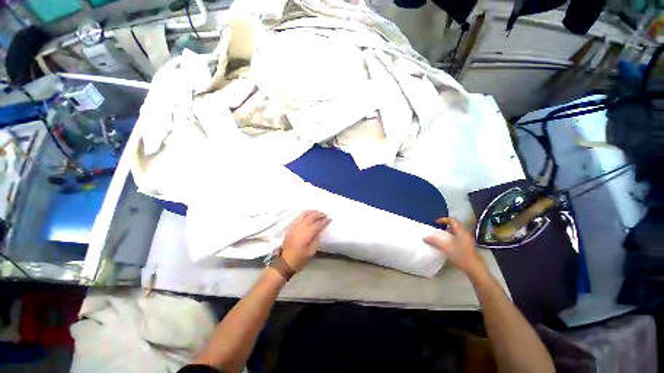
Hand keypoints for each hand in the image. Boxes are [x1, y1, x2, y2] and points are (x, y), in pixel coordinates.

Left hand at [281, 210, 330, 271]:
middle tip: (325, 215)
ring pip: (304, 215)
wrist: (284, 263)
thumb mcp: (311, 251)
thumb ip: (316, 239)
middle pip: (310, 216)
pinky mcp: (291, 228)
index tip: (330, 219)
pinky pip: (300, 217)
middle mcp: (299, 228)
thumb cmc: (299, 259)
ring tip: (319, 213)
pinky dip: (306, 215)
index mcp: (306, 234)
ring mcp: (294, 227)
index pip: (317, 224)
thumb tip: (320, 230)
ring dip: (312, 213)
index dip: (324, 221)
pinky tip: (310, 216)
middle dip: (319, 214)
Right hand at [424, 217, 487, 278]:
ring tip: (441, 237)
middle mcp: (465, 234)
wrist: (475, 269)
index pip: (452, 220)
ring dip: (449, 233)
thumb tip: (424, 237)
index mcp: (461, 231)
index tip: (436, 222)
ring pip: (457, 232)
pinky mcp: (468, 246)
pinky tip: (448, 245)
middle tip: (438, 230)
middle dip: (445, 227)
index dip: (444, 220)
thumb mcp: (446, 248)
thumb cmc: (461, 256)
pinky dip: (452, 238)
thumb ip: (434, 242)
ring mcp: (468, 240)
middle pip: (455, 226)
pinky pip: (458, 238)